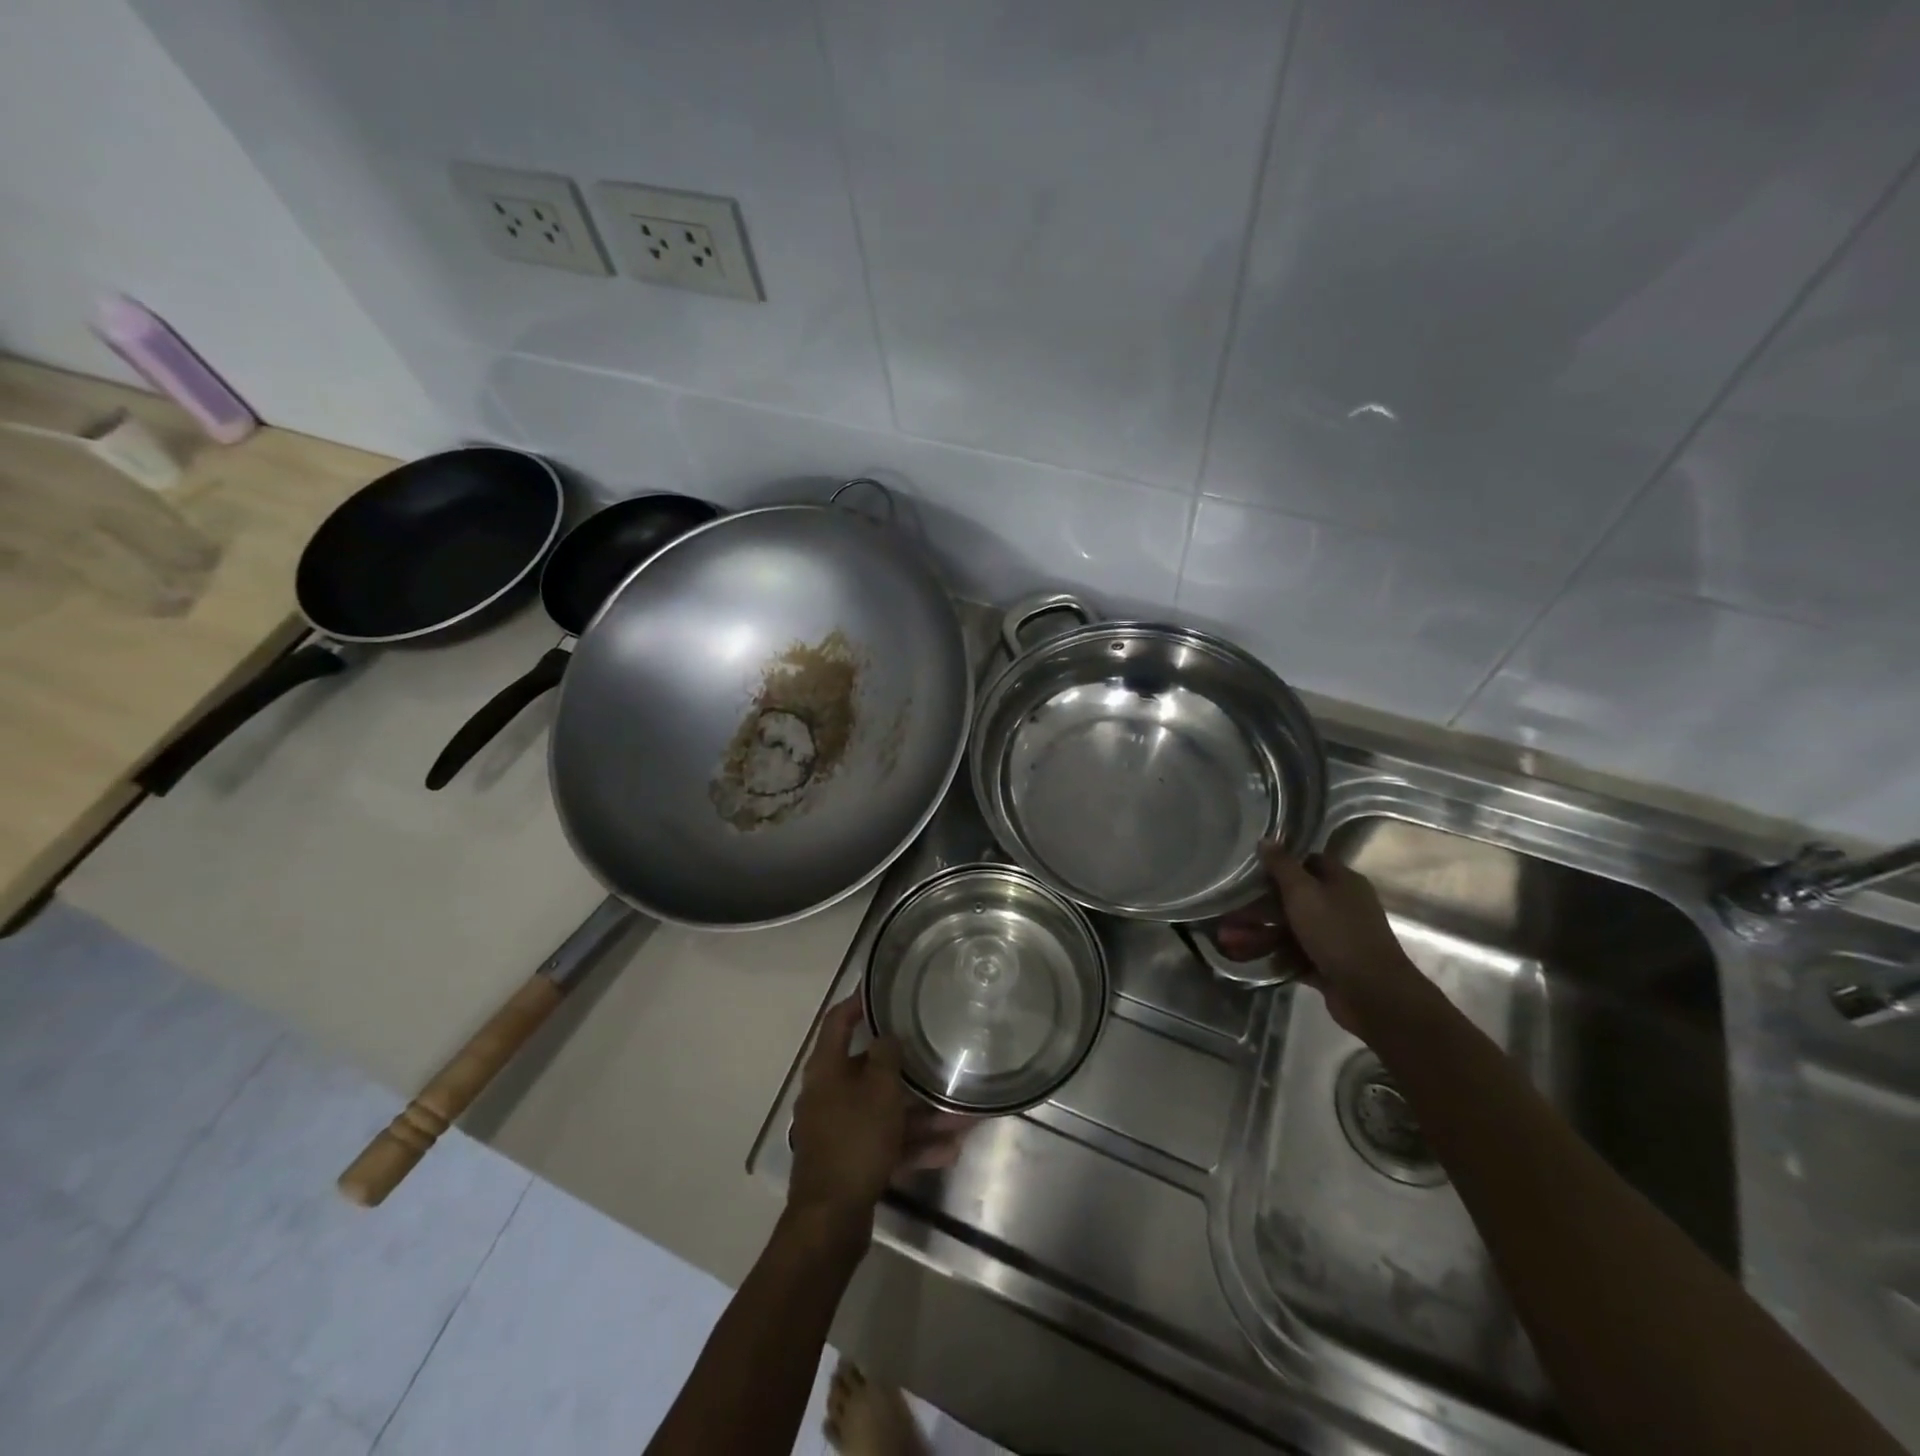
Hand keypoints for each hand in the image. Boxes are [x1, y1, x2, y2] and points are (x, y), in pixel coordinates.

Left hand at [787, 998, 972, 1237]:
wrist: (830, 1221)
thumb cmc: (854, 1141)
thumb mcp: (878, 1091)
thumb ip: (886, 1057)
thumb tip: (888, 1037)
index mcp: (826, 1070)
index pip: (838, 1021)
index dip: (858, 1002)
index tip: (882, 990)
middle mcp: (829, 1094)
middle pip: (869, 1068)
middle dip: (907, 1067)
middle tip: (936, 1053)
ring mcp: (840, 1129)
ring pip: (885, 1110)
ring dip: (921, 1112)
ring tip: (960, 1114)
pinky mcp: (852, 1160)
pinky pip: (887, 1142)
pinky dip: (913, 1144)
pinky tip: (949, 1150)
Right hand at [1215, 843, 1433, 1039]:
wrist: (1372, 993)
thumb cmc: (1336, 933)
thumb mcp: (1303, 893)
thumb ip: (1282, 866)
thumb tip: (1266, 839)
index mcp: (1342, 882)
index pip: (1309, 862)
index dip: (1281, 865)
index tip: (1251, 871)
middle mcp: (1341, 906)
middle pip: (1294, 899)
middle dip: (1259, 907)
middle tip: (1228, 912)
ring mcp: (1336, 938)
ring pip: (1291, 929)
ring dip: (1259, 934)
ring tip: (1226, 941)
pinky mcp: (1330, 965)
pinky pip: (1296, 955)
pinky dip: (1274, 956)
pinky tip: (1247, 959)